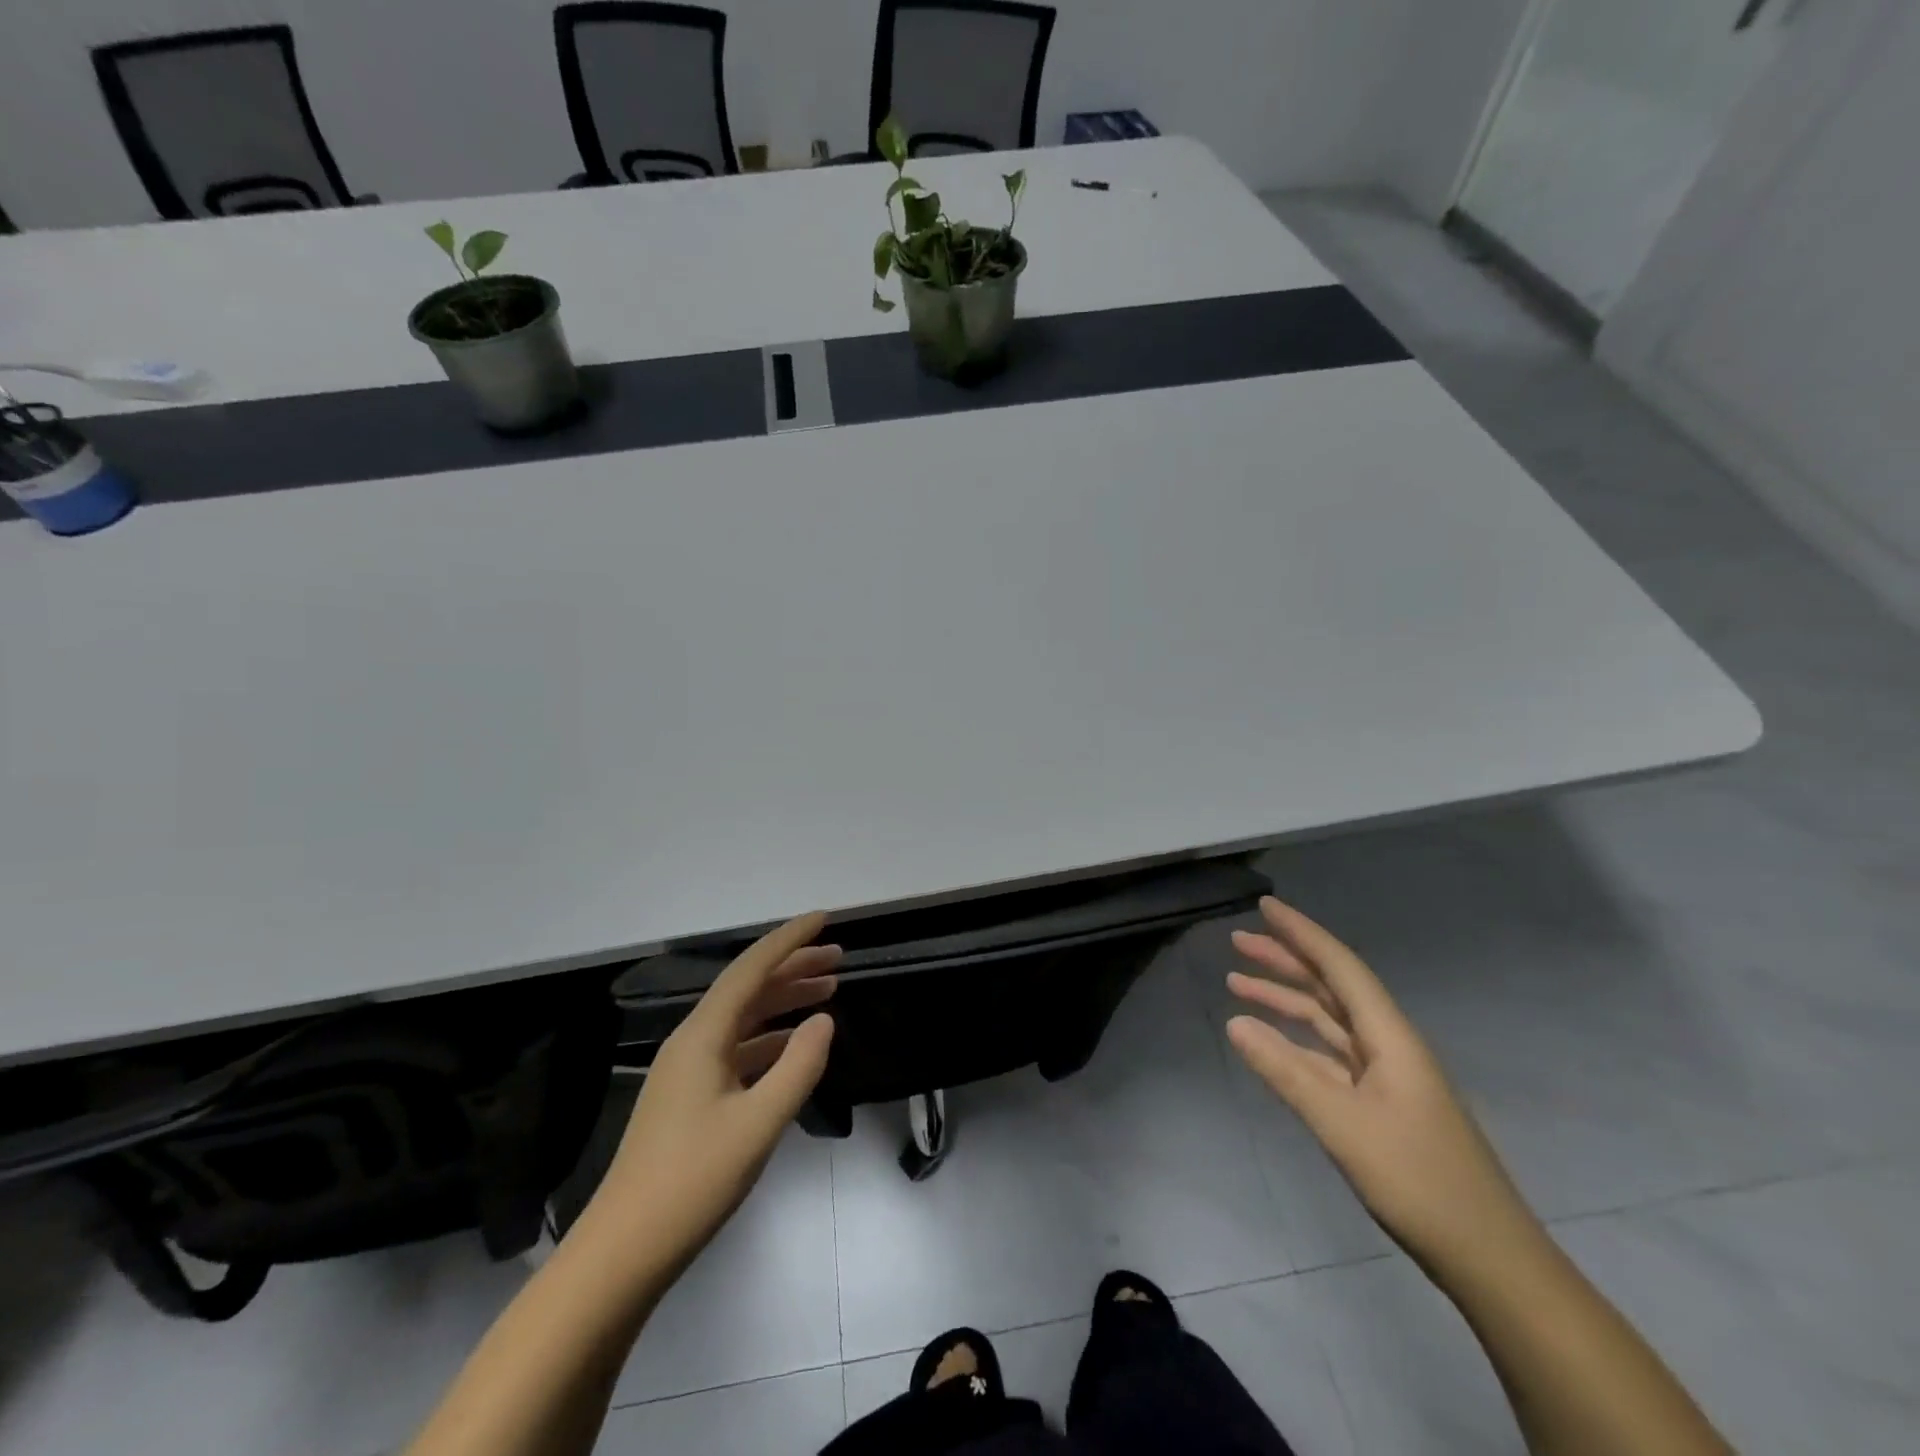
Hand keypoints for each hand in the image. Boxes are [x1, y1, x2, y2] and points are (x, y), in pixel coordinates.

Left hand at [579, 914, 838, 1286]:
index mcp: (703, 1036)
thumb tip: (824, 1020)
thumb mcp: (759, 1124)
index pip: (751, 969)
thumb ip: (798, 1067)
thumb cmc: (692, 1182)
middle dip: (793, 967)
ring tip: (828, 991)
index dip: (789, 940)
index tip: (824, 919)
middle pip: (748, 988)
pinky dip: (771, 1037)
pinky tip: (795, 1044)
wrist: (623, 1252)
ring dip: (784, 1001)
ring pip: (744, 1018)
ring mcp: (689, 1070)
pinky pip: (738, 1048)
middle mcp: (693, 1041)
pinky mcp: (691, 1098)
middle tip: (838, 958)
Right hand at [1226, 897, 1539, 1278]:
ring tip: (1237, 982)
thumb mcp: (1341, 1123)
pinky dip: (1296, 1040)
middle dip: (1286, 960)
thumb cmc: (1418, 1181)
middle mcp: (1388, 1044)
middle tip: (1238, 940)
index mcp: (1389, 1037)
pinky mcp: (1381, 1104)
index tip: (1265, 906)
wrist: (1487, 1257)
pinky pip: (1329, 1054)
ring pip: (1328, 1020)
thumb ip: (1284, 1070)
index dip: (1302, 933)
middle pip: (1332, 987)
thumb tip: (1234, 1022)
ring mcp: (1386, 1075)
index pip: (1339, 968)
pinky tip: (1269, 1040)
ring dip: (1285, 999)